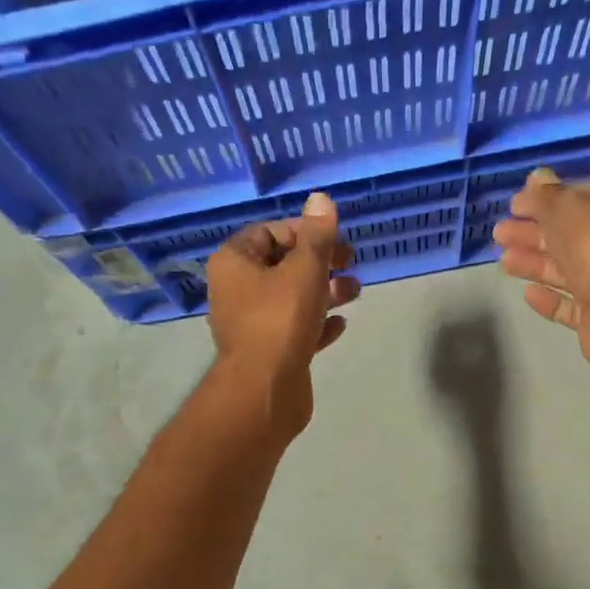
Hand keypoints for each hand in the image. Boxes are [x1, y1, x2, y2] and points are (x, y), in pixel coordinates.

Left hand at [206, 192, 359, 436]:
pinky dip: (317, 324)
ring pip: (291, 298)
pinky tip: (340, 325)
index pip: (268, 232)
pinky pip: (294, 329)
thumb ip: (317, 235)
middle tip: (350, 263)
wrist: (265, 390)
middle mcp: (237, 290)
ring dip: (324, 291)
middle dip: (319, 262)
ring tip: (355, 292)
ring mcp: (251, 324)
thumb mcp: (304, 269)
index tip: (333, 241)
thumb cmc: (280, 320)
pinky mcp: (268, 352)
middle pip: (282, 265)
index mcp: (234, 263)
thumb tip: (321, 199)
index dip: (303, 231)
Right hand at [492, 168, 589, 379]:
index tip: (514, 204)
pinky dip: (549, 298)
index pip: (580, 197)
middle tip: (499, 233)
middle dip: (532, 233)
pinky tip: (527, 293)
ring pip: (566, 270)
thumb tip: (535, 177)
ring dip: (534, 263)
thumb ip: (545, 195)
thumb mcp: (565, 207)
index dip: (546, 199)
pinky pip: (569, 305)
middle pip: (569, 235)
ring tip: (503, 261)